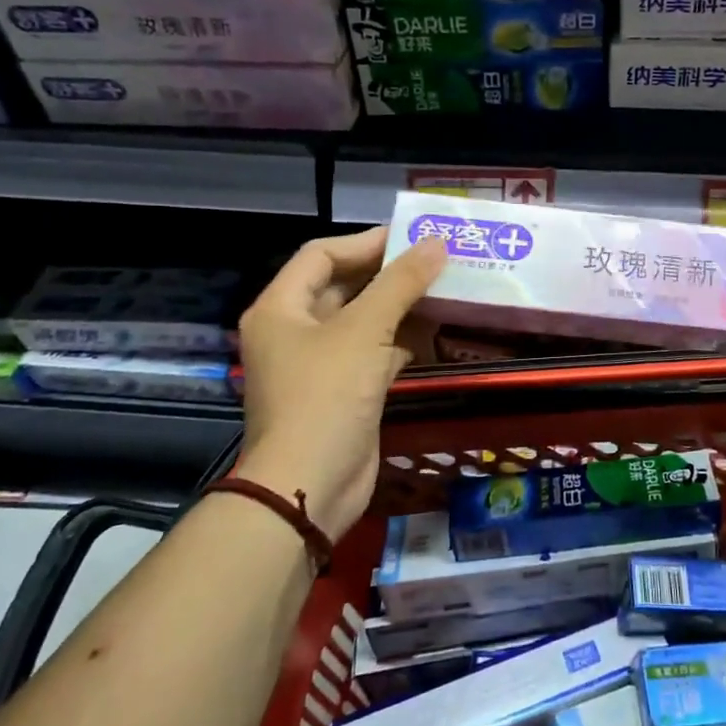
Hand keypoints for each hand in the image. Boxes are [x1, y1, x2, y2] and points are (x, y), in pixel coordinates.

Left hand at [234, 228, 446, 541]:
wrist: (309, 488)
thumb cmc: (326, 396)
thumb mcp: (364, 331)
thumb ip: (401, 283)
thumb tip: (436, 243)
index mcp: (281, 308)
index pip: (321, 255)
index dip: (366, 242)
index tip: (412, 237)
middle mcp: (295, 331)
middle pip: (343, 286)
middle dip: (389, 273)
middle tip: (436, 259)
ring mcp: (319, 363)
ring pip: (363, 320)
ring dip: (400, 306)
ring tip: (445, 287)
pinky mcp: (344, 391)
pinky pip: (374, 352)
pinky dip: (401, 340)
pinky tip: (436, 330)